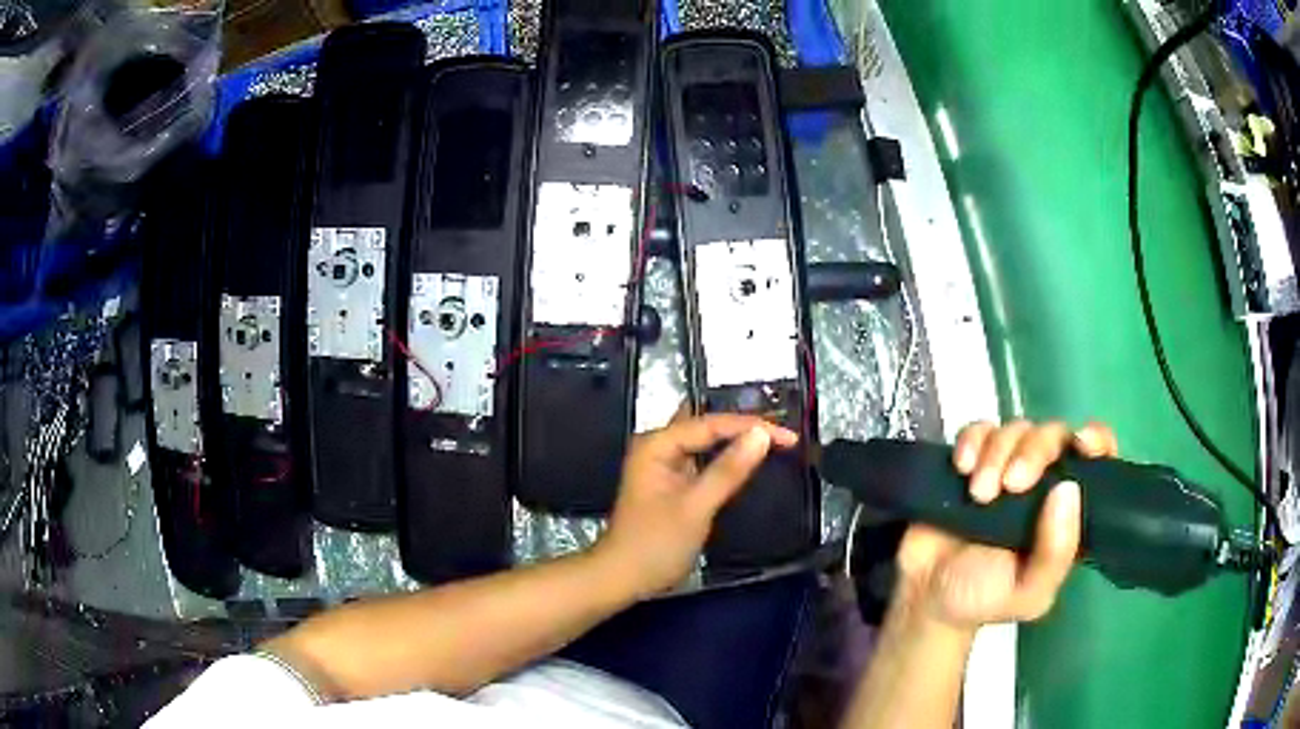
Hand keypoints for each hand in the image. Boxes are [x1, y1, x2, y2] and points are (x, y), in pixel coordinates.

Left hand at [594, 412, 798, 598]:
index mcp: (657, 444)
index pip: (711, 423)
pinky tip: (748, 461)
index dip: (752, 426)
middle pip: (707, 426)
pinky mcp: (671, 482)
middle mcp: (658, 446)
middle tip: (784, 432)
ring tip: (775, 441)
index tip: (790, 436)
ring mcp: (663, 464)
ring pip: (705, 442)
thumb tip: (762, 434)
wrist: (622, 579)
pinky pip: (703, 461)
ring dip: (736, 441)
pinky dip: (726, 460)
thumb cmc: (655, 544)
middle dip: (744, 426)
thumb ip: (728, 470)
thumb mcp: (696, 507)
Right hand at [895, 420, 1118, 631]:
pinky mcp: (973, 458)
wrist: (922, 595)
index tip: (1082, 444)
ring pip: (1017, 428)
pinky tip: (962, 467)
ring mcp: (1007, 466)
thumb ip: (1055, 554)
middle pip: (1054, 435)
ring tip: (978, 495)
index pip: (1097, 460)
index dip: (1096, 441)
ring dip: (997, 454)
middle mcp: (1044, 482)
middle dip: (1035, 451)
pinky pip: (978, 429)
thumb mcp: (1027, 593)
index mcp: (1067, 512)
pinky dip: (972, 441)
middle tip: (1010, 486)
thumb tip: (1068, 490)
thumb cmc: (982, 598)